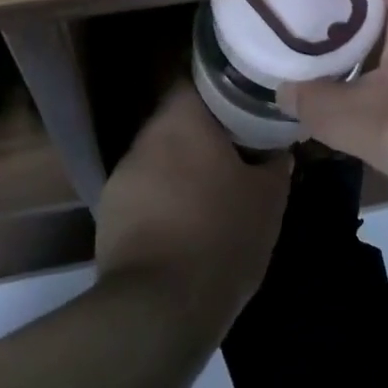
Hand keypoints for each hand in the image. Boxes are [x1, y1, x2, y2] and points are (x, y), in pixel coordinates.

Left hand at [94, 84, 291, 335]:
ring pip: (159, 156)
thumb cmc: (221, 236)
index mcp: (181, 120)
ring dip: (181, 167)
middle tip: (235, 151)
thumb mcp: (268, 200)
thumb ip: (275, 165)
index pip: (196, 79)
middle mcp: (145, 137)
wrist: (159, 307)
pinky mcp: (108, 211)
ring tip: (211, 191)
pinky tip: (183, 225)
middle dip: (203, 134)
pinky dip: (162, 199)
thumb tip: (278, 150)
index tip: (244, 104)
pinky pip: (143, 191)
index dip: (221, 88)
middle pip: (177, 120)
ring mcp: (122, 174)